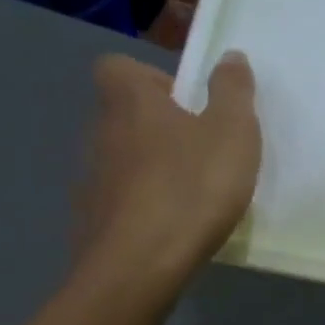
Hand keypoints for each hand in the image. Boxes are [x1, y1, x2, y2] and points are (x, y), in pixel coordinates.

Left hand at [78, 51, 259, 289]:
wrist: (138, 267)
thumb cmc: (190, 188)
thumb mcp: (232, 133)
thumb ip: (233, 91)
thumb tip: (229, 57)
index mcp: (130, 102)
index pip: (119, 67)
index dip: (153, 78)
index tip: (188, 104)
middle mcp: (100, 133)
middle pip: (124, 116)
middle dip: (159, 128)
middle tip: (201, 152)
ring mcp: (91, 181)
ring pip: (122, 161)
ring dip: (151, 170)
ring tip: (191, 195)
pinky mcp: (92, 223)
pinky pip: (120, 203)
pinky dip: (142, 209)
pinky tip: (171, 229)